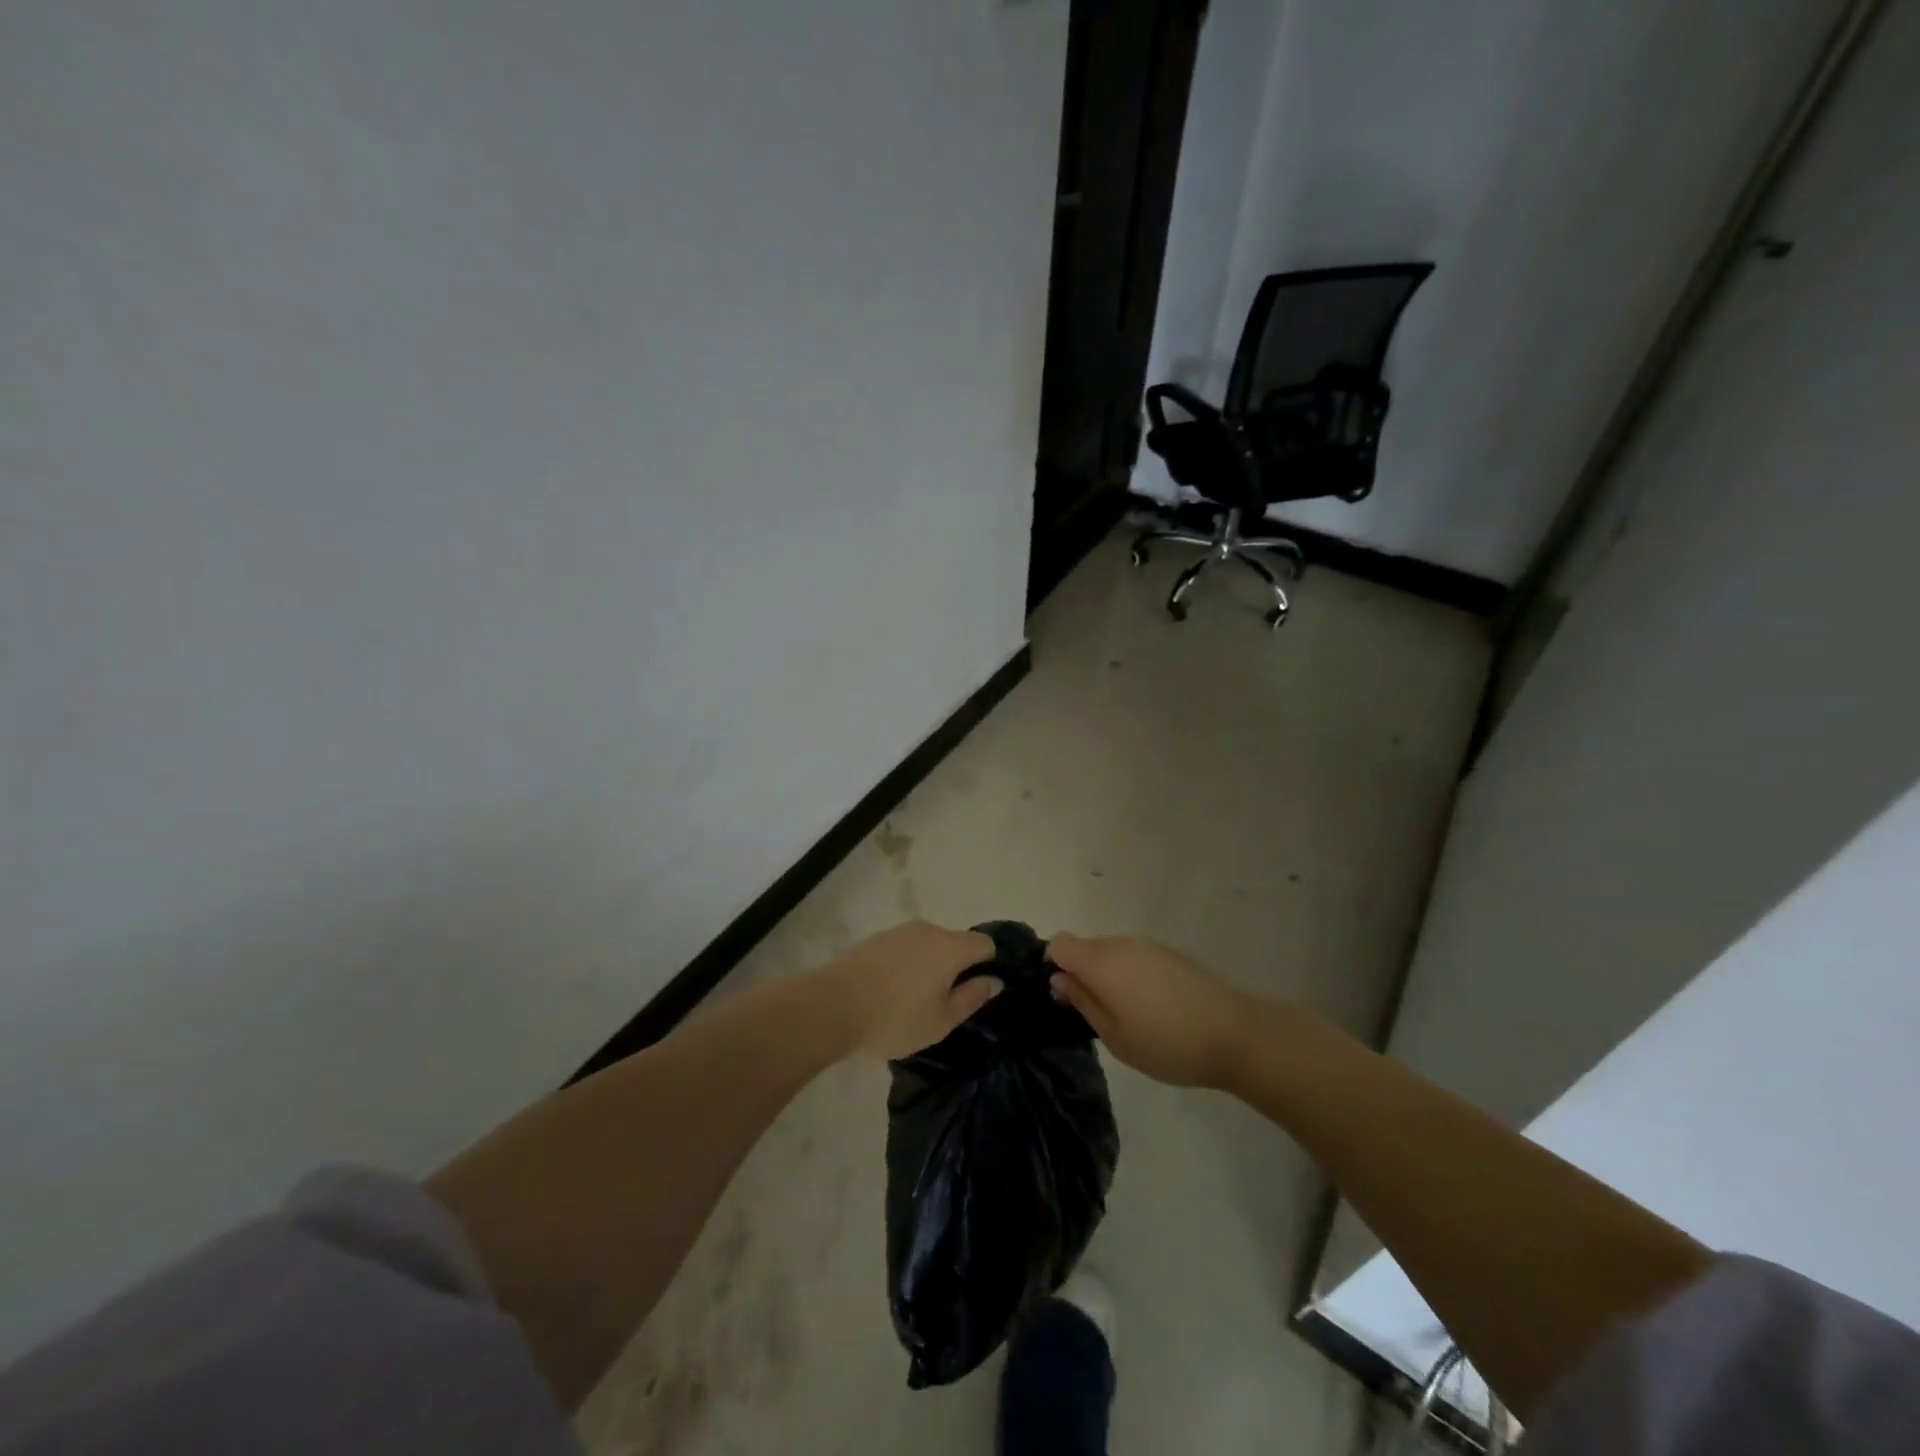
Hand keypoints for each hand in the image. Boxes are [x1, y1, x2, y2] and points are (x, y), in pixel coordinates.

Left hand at [822, 920, 999, 1060]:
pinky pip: (904, 948)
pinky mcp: (875, 938)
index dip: (989, 964)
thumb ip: (972, 998)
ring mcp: (899, 931)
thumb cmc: (895, 1019)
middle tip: (946, 1002)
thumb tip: (994, 980)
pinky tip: (892, 991)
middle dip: (958, 967)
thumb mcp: (941, 1021)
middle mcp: (928, 930)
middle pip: (956, 942)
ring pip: (928, 944)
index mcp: (950, 947)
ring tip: (915, 1000)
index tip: (979, 990)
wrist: (831, 1006)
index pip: (985, 943)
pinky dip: (907, 964)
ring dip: (930, 965)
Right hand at [1047, 933, 1253, 1087]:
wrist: (1236, 1034)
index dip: (1054, 966)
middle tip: (1095, 1014)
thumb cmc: (1167, 1043)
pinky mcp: (1171, 954)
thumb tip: (1059, 980)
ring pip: (1111, 952)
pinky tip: (1153, 1008)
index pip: (1059, 944)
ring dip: (1108, 975)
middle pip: (1085, 947)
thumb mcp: (1115, 1036)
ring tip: (1127, 1015)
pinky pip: (1135, 957)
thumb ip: (1083, 1002)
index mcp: (1101, 962)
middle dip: (1081, 973)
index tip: (1065, 997)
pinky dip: (1131, 975)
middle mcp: (1121, 944)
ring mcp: (1149, 946)